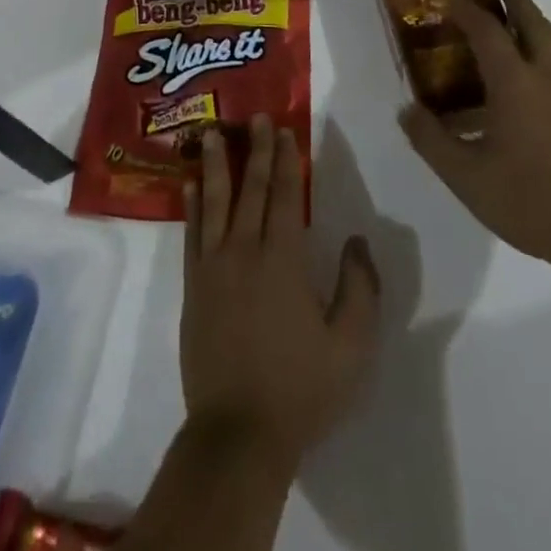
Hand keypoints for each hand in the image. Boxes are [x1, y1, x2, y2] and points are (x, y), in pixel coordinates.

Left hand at [180, 115, 379, 469]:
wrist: (238, 432)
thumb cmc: (301, 389)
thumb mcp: (352, 347)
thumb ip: (360, 289)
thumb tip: (357, 241)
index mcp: (282, 260)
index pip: (285, 197)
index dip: (286, 161)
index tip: (284, 130)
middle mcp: (244, 250)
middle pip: (251, 189)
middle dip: (256, 150)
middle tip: (256, 118)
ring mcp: (213, 266)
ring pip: (214, 202)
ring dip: (215, 165)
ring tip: (212, 133)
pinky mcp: (192, 285)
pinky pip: (191, 233)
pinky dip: (191, 205)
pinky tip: (189, 184)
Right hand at [400, 0, 550, 278]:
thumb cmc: (533, 201)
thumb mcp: (466, 177)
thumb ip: (431, 141)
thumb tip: (406, 110)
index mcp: (515, 82)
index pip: (486, 30)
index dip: (466, 8)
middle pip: (536, 25)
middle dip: (519, 2)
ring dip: (550, 28)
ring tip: (541, 25)